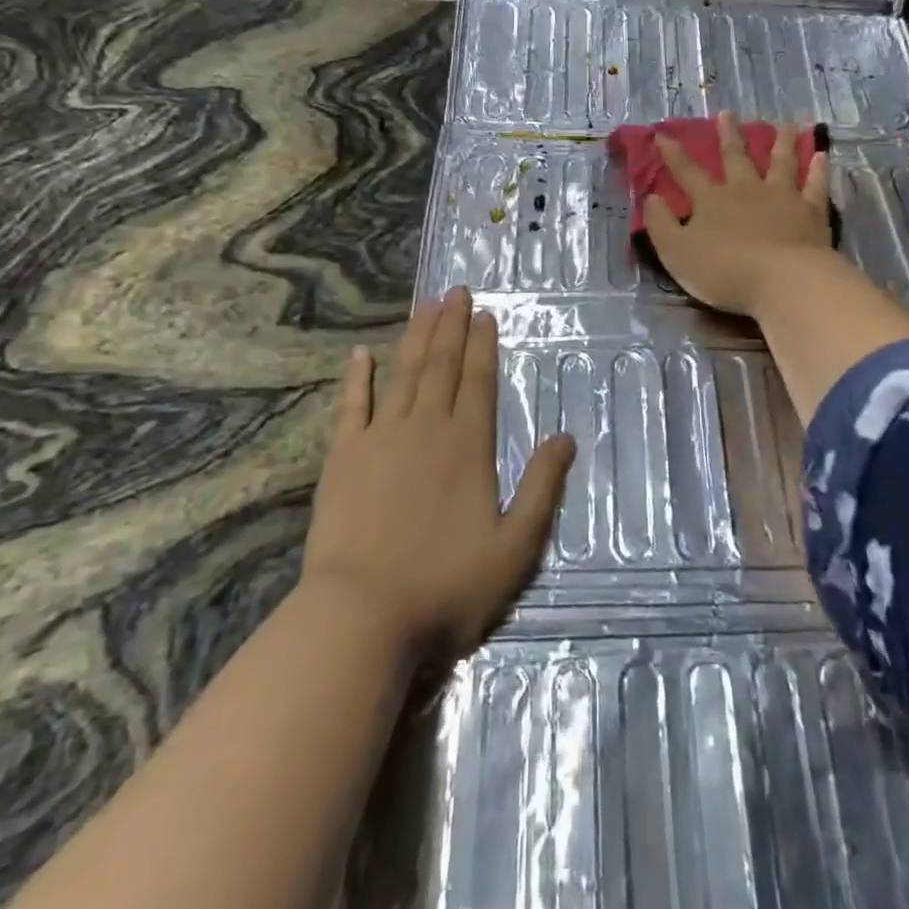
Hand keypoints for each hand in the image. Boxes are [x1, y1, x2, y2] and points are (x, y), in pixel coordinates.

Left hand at [301, 288, 574, 663]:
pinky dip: (357, 377)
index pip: (478, 381)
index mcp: (467, 446)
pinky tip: (362, 354)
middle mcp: (426, 428)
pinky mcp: (343, 457)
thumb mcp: (514, 548)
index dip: (482, 345)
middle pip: (441, 366)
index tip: (485, 314)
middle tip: (456, 291)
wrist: (362, 616)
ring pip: (402, 374)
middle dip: (451, 326)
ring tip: (425, 306)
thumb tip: (565, 437)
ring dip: (415, 338)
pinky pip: (352, 405)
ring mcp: (380, 438)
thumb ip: (541, 488)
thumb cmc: (445, 586)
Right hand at [641, 111, 834, 317]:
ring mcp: (782, 197)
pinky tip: (822, 154)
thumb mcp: (676, 253)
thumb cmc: (724, 271)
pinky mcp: (811, 211)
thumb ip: (660, 225)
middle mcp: (746, 190)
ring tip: (785, 125)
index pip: (687, 172)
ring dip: (781, 142)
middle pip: (736, 157)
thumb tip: (651, 198)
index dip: (673, 154)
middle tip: (727, 114)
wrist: (783, 280)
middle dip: (729, 135)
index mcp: (711, 201)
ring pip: (780, 162)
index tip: (662, 134)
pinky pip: (815, 184)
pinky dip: (819, 169)